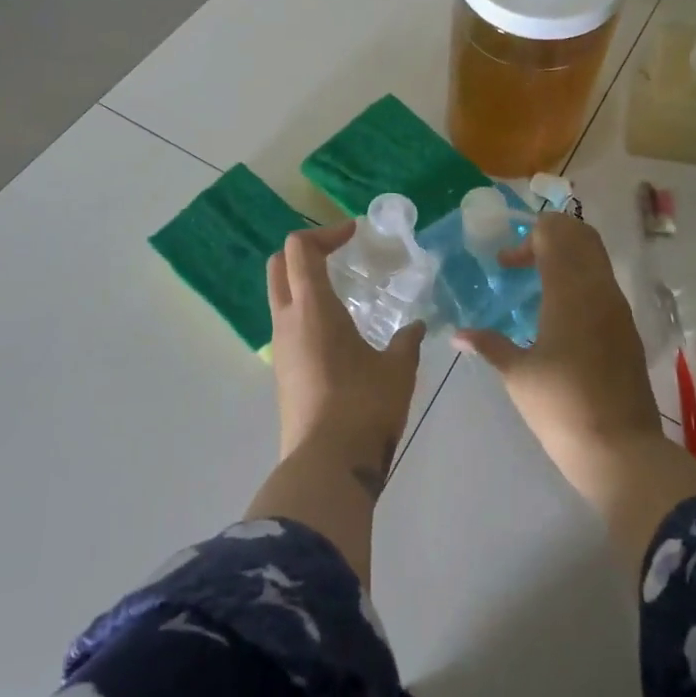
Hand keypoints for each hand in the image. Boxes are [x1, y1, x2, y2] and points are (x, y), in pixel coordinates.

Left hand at [267, 224, 424, 475]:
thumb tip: (416, 327)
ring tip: (345, 295)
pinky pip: (288, 327)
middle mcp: (287, 321)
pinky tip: (340, 333)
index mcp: (312, 308)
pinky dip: (307, 313)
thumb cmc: (364, 406)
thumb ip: (407, 341)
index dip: (325, 233)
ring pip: (281, 298)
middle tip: (340, 255)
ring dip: (305, 284)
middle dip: (305, 251)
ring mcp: (280, 349)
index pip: (299, 249)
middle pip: (278, 266)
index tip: (354, 233)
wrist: (327, 463)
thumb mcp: (398, 370)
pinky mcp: (282, 373)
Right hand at [452, 214, 663, 489]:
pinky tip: (559, 310)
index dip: (527, 238)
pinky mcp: (627, 329)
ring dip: (567, 257)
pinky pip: (604, 284)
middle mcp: (599, 290)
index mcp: (570, 292)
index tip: (505, 264)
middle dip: (551, 236)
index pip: (555, 235)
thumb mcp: (517, 375)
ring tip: (536, 282)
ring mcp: (618, 309)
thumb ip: (488, 345)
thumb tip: (457, 335)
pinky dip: (581, 279)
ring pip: (597, 258)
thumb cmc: (561, 406)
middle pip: (582, 236)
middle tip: (522, 259)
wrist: (619, 448)